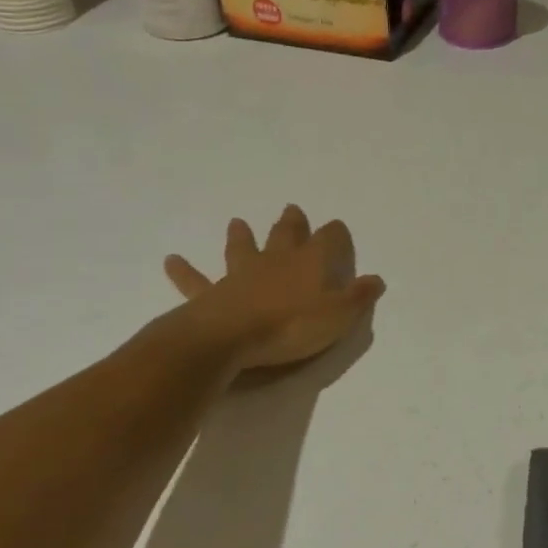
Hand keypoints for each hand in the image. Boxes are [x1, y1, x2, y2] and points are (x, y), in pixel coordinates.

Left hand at [162, 206, 384, 373]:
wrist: (228, 338)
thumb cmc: (291, 327)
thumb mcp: (338, 316)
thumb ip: (358, 297)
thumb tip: (377, 279)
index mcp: (310, 264)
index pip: (328, 239)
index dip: (336, 234)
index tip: (338, 229)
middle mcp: (276, 261)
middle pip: (286, 235)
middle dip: (292, 223)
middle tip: (292, 209)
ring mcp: (240, 275)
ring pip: (241, 249)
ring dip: (241, 236)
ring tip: (237, 222)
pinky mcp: (211, 294)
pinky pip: (196, 281)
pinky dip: (184, 270)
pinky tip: (171, 260)